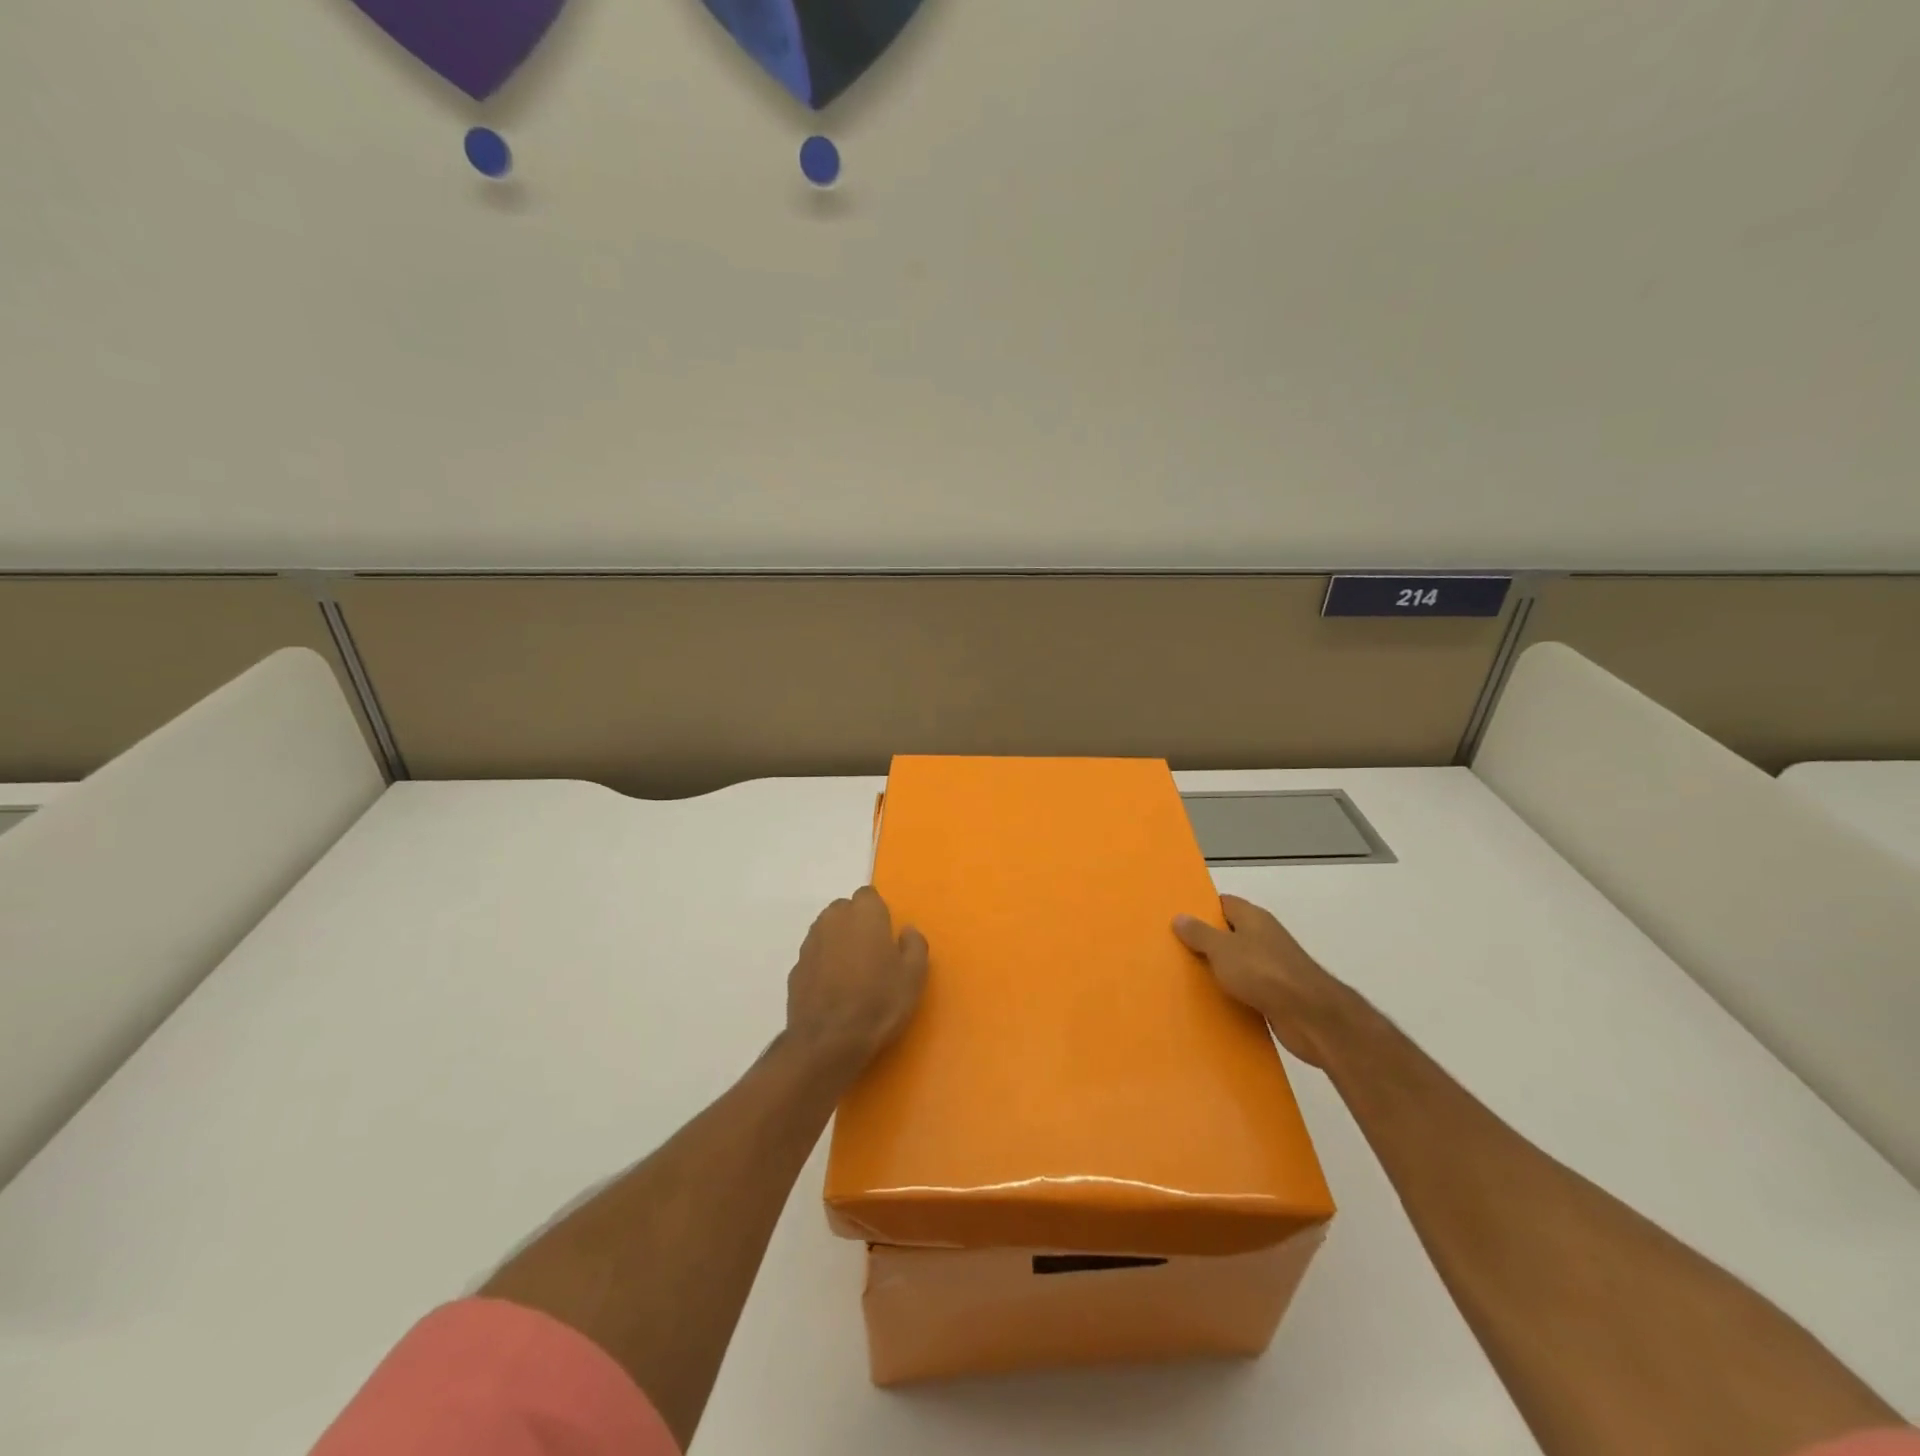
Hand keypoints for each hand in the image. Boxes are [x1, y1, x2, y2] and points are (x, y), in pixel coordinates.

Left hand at [785, 887, 928, 1074]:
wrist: (828, 1041)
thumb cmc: (878, 1002)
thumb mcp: (913, 976)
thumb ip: (914, 945)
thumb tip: (906, 931)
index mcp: (864, 913)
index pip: (869, 896)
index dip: (878, 913)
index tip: (887, 936)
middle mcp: (833, 919)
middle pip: (845, 910)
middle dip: (857, 924)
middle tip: (872, 954)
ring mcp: (810, 943)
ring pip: (827, 931)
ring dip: (838, 942)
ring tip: (852, 973)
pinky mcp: (796, 968)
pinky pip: (815, 956)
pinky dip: (823, 965)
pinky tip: (834, 990)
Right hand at [1174, 895, 1356, 1066]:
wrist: (1310, 1016)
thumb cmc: (1263, 971)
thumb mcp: (1222, 948)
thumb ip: (1199, 933)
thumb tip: (1180, 916)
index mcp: (1253, 918)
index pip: (1223, 903)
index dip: (1201, 910)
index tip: (1178, 920)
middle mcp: (1264, 937)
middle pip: (1229, 934)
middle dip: (1205, 942)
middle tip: (1175, 950)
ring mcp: (1273, 966)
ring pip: (1237, 963)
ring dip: (1218, 971)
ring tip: (1187, 978)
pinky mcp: (1277, 994)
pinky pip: (1247, 989)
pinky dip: (1232, 994)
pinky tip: (1213, 1002)